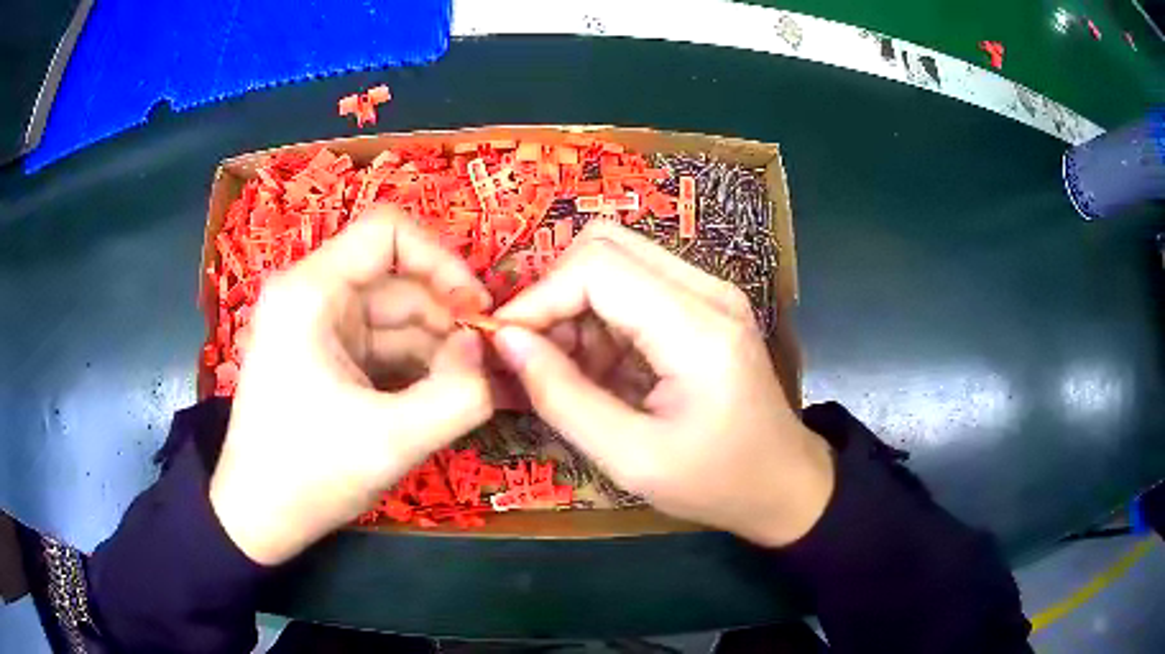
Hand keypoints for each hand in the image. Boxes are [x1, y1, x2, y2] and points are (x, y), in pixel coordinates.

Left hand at [209, 206, 493, 564]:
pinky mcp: (327, 357)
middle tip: (492, 364)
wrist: (259, 517)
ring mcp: (319, 327)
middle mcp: (312, 295)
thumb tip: (491, 353)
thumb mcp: (391, 441)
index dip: (442, 260)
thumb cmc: (308, 474)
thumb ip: (459, 396)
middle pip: (397, 280)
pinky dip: (418, 366)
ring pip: (395, 316)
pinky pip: (383, 346)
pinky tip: (448, 395)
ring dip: (439, 347)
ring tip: (479, 386)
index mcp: (311, 291)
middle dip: (449, 318)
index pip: (387, 231)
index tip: (478, 313)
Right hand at [493, 222, 834, 546]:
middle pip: (605, 245)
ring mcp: (709, 292)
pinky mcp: (703, 305)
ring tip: (564, 372)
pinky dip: (598, 319)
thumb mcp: (631, 459)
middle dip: (554, 293)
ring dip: (575, 307)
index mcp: (697, 328)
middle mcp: (706, 290)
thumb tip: (507, 341)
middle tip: (533, 353)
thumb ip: (562, 397)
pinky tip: (596, 370)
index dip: (538, 297)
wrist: (784, 483)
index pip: (597, 267)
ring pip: (616, 260)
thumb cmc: (715, 482)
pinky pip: (634, 286)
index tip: (504, 343)